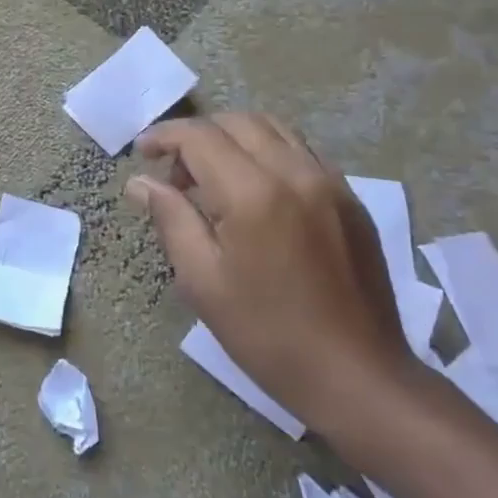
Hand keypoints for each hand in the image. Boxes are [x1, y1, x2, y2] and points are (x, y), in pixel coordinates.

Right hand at [126, 113, 416, 433]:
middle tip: (175, 175)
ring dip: (233, 139)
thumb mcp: (202, 281)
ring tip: (213, 179)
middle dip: (197, 136)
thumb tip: (140, 182)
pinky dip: (267, 154)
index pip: (200, 136)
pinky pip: (301, 152)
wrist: (357, 375)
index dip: (164, 136)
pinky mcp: (351, 199)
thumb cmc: (266, 333)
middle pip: (237, 122)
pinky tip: (256, 194)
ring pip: (273, 130)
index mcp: (253, 193)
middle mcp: (295, 172)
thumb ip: (170, 219)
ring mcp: (330, 182)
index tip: (141, 154)